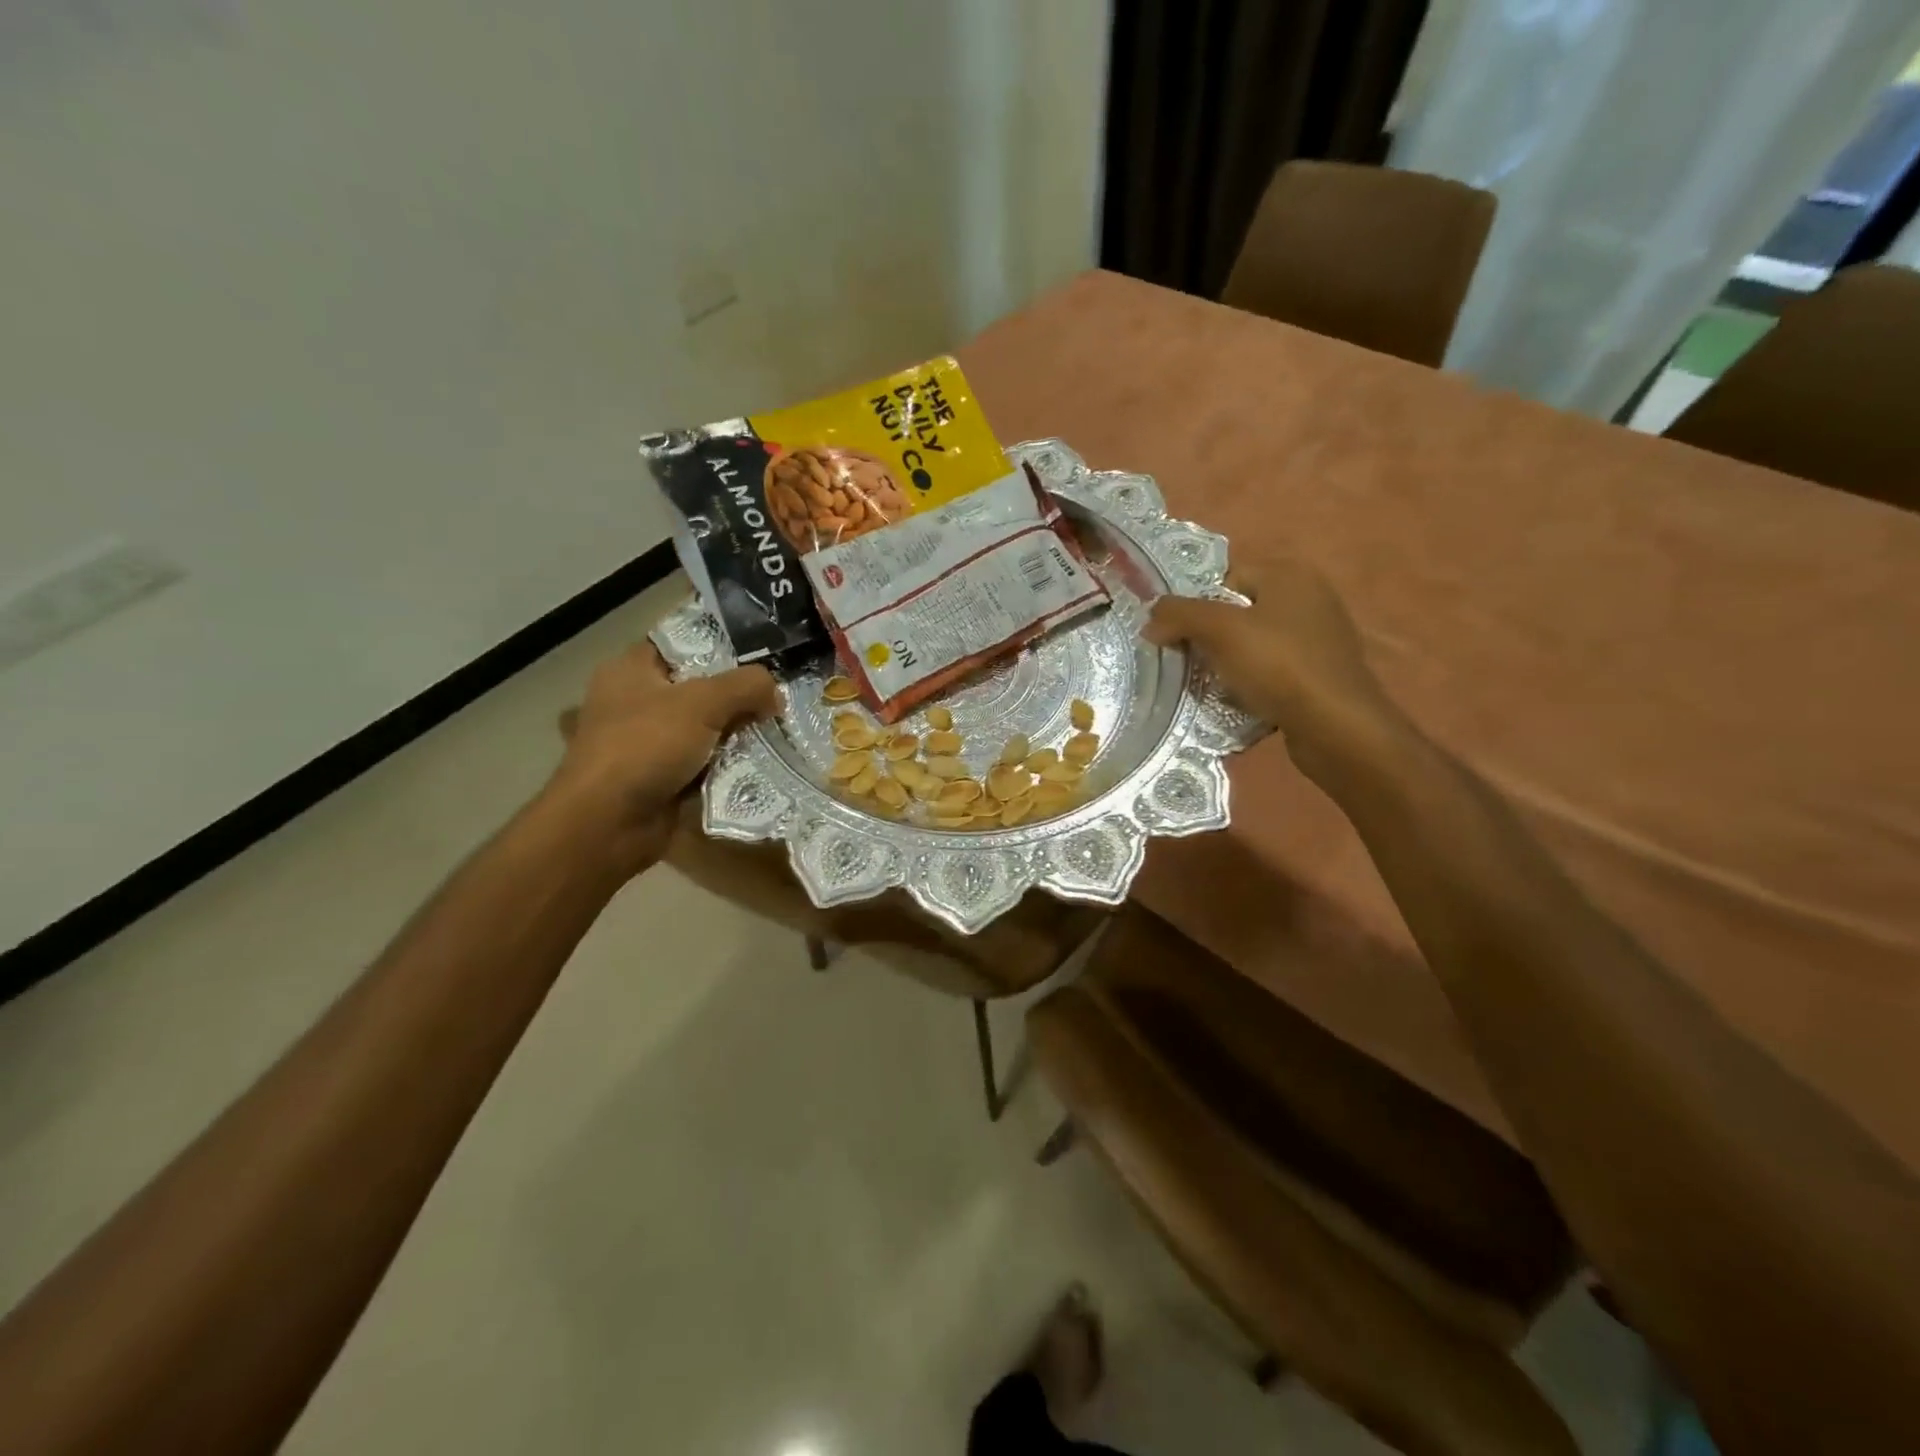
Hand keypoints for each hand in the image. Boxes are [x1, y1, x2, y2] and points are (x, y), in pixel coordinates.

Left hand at [549, 645, 778, 871]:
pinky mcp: (659, 776)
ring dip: (736, 732)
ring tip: (778, 728)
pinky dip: (727, 764)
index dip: (722, 644)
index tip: (764, 652)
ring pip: (704, 727)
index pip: (682, 642)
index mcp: (631, 669)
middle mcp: (636, 701)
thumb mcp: (702, 703)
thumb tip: (775, 692)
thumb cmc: (645, 747)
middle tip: (779, 695)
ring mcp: (646, 741)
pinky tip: (760, 761)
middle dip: (738, 694)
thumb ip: (746, 686)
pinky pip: (703, 762)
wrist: (608, 824)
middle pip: (699, 687)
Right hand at [1145, 556, 1401, 780]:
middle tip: (1190, 664)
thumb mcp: (1220, 632)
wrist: (1336, 727)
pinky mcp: (1322, 674)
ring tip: (1212, 687)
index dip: (1196, 606)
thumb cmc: (1279, 667)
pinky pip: (1273, 671)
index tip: (1178, 637)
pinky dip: (1254, 684)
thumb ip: (1179, 615)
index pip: (1225, 578)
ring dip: (1229, 665)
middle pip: (1238, 612)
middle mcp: (1310, 598)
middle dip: (1210, 638)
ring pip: (1254, 645)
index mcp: (1290, 575)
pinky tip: (1242, 703)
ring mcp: (1320, 638)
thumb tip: (1151, 619)